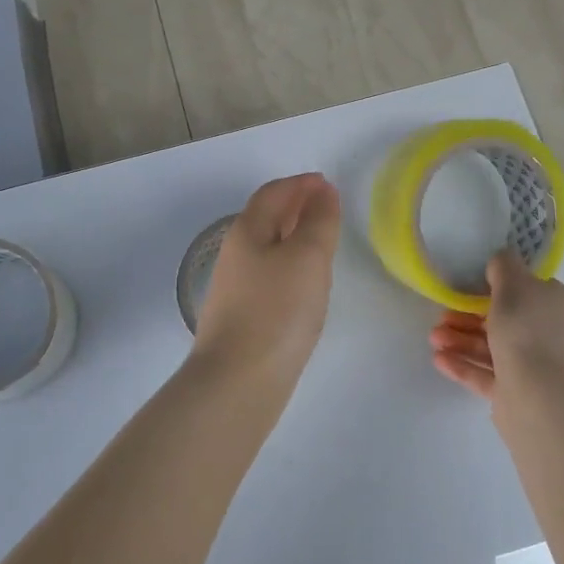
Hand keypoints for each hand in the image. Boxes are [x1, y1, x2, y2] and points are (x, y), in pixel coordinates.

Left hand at [192, 173, 341, 381]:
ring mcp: (236, 288)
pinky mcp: (243, 316)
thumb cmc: (277, 311)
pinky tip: (305, 283)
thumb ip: (318, 221)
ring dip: (293, 236)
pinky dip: (289, 265)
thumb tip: (322, 192)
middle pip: (265, 218)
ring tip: (322, 241)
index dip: (300, 184)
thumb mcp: (307, 257)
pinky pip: (269, 275)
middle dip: (295, 206)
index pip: (272, 193)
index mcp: (248, 231)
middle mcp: (236, 254)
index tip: (327, 183)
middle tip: (327, 207)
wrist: (239, 380)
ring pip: (267, 248)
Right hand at [429, 250, 563, 401]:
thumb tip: (499, 261)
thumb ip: (503, 267)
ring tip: (433, 338)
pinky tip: (437, 359)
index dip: (496, 285)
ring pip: (490, 347)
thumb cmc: (528, 332)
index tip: (468, 283)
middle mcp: (545, 334)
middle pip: (502, 319)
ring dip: (460, 339)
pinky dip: (461, 364)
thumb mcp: (515, 285)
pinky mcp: (513, 393)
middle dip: (468, 315)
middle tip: (441, 314)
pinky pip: (483, 374)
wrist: (540, 398)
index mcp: (552, 305)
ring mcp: (531, 366)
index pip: (525, 289)